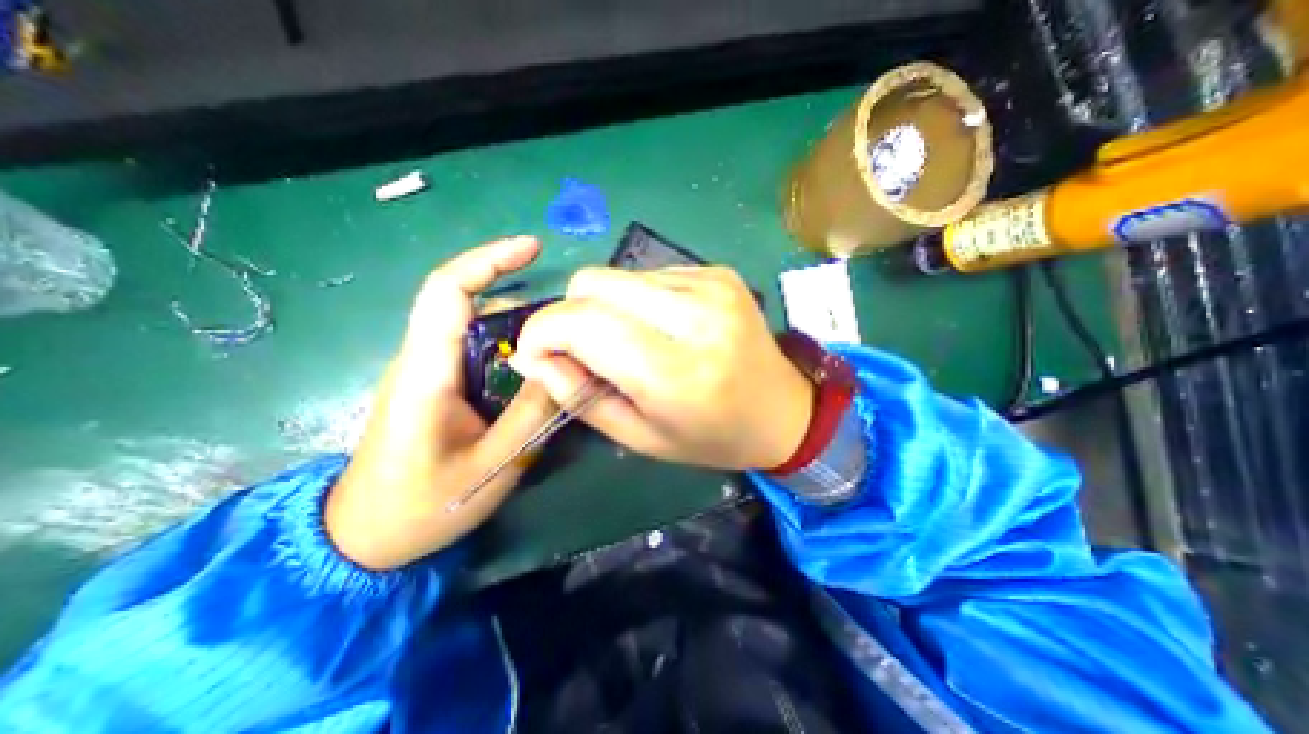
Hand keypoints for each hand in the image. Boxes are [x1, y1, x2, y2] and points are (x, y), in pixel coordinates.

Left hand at [328, 237, 556, 568]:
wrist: (364, 538)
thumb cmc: (422, 507)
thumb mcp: (492, 467)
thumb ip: (531, 414)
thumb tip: (565, 368)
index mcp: (426, 373)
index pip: (447, 292)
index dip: (489, 260)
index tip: (533, 247)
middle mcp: (422, 360)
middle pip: (468, 304)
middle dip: (519, 299)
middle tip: (568, 324)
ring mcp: (427, 371)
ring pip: (475, 328)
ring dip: (520, 327)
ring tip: (561, 347)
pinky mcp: (436, 385)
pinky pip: (476, 351)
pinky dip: (511, 349)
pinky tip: (537, 369)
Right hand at [509, 266, 807, 472]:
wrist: (784, 411)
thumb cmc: (712, 437)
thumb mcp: (640, 436)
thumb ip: (579, 395)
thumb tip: (531, 356)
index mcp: (676, 371)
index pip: (582, 323)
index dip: (542, 331)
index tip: (535, 354)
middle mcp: (695, 315)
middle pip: (593, 282)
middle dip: (570, 314)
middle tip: (583, 349)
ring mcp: (711, 285)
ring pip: (618, 275)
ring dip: (606, 308)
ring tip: (631, 343)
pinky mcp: (719, 273)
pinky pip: (650, 275)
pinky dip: (638, 300)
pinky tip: (662, 328)